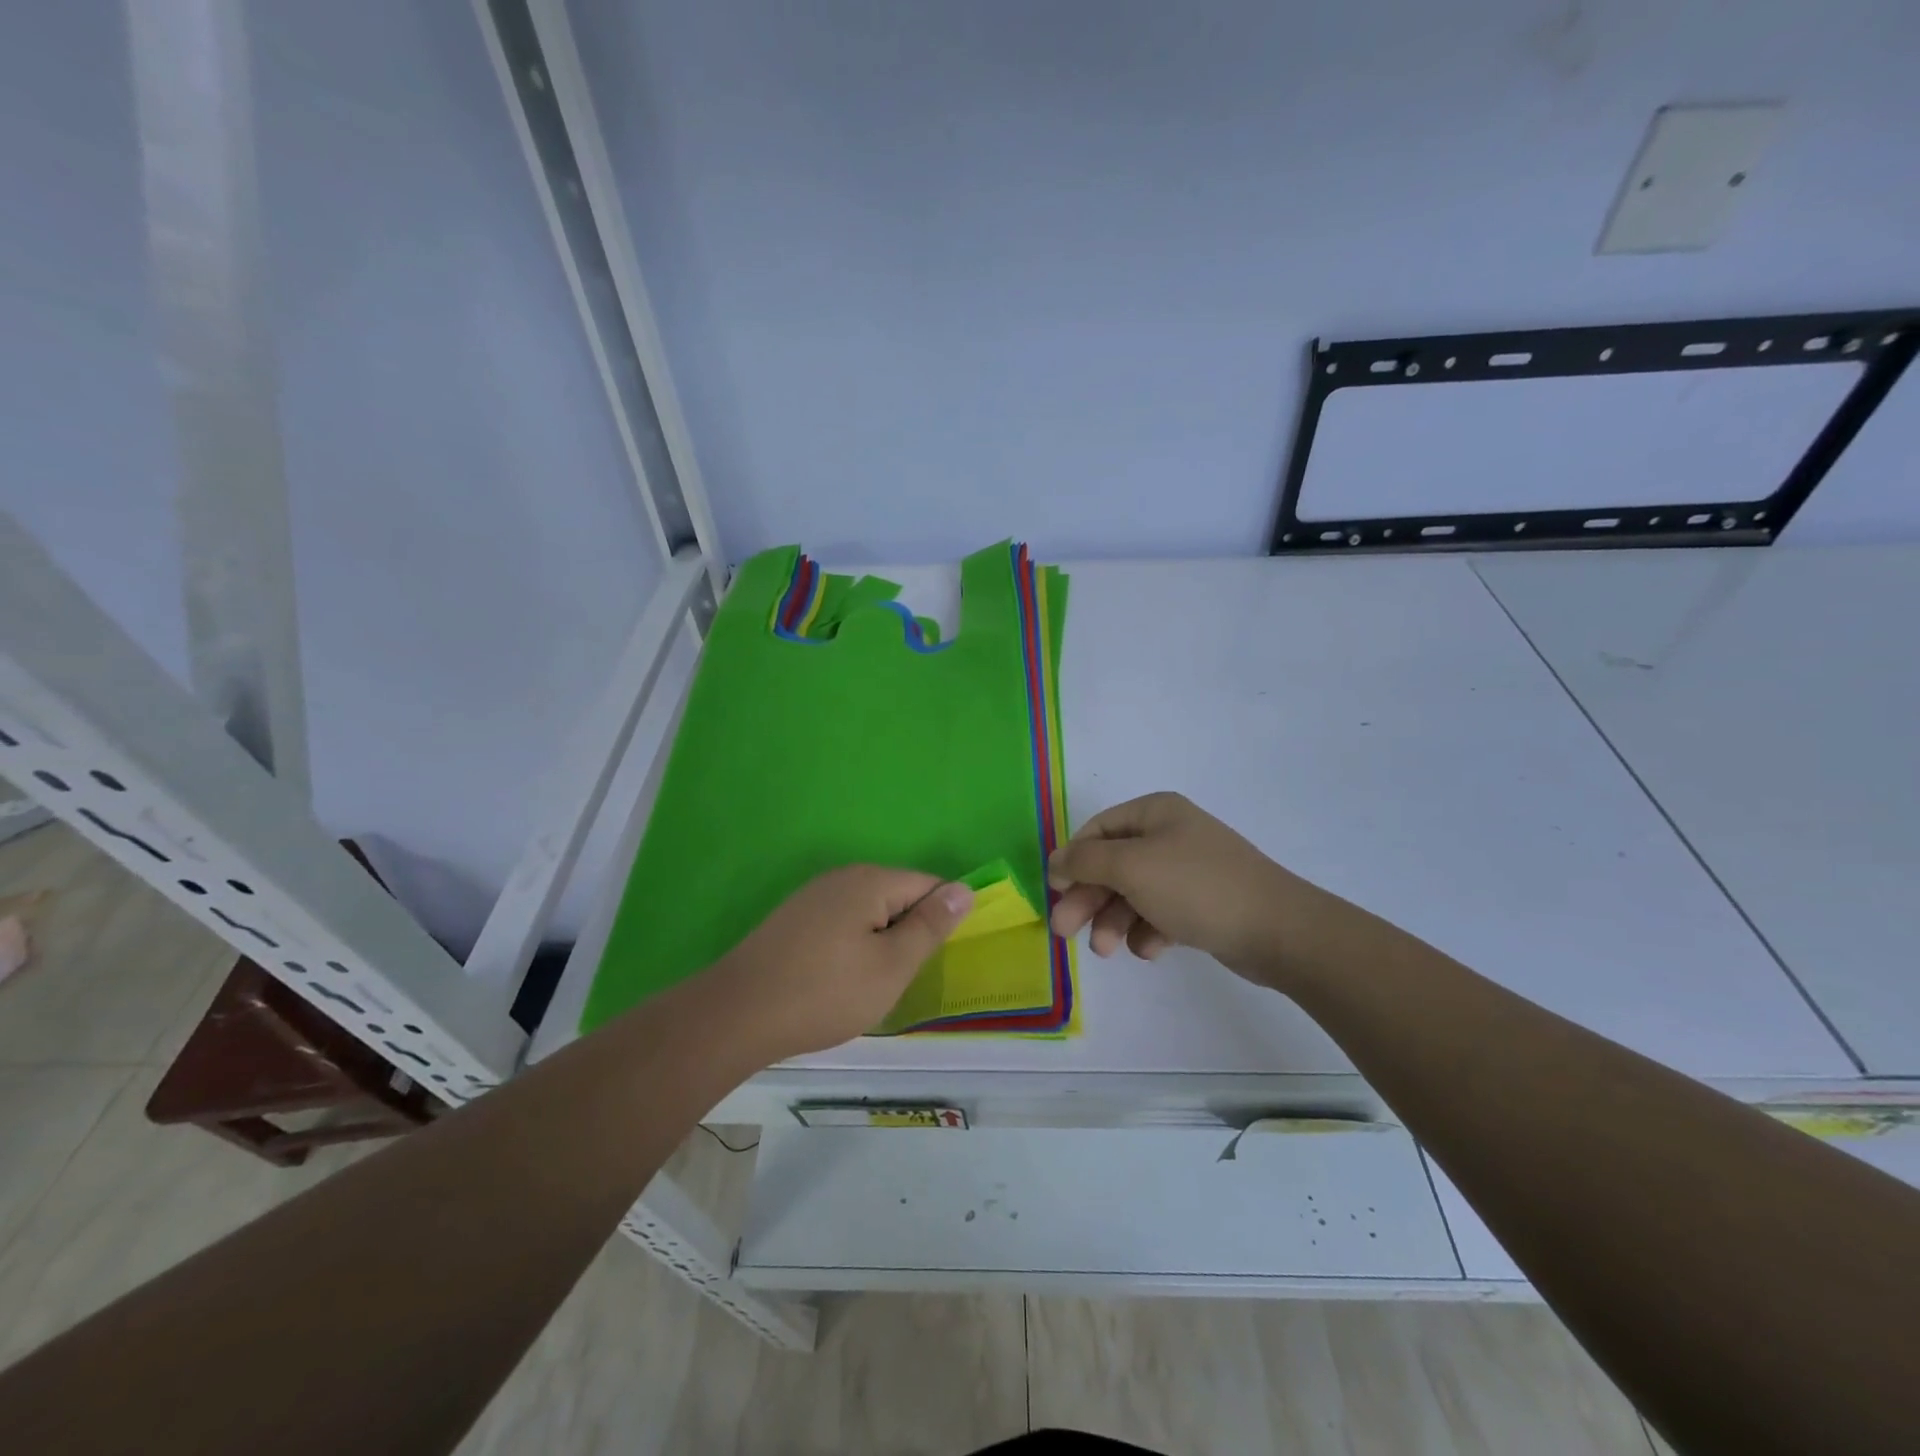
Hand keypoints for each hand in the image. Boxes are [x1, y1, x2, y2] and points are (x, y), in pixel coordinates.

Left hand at [703, 866, 973, 1061]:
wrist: (737, 1014)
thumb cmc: (826, 992)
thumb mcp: (892, 965)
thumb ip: (931, 925)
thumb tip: (965, 889)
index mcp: (871, 880)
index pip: (928, 885)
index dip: (940, 921)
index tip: (934, 961)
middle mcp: (842, 877)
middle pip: (897, 896)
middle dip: (908, 934)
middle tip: (900, 979)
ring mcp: (814, 897)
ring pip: (869, 913)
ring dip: (880, 944)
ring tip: (870, 985)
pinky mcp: (794, 919)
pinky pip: (842, 924)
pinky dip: (852, 948)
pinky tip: (838, 981)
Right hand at [1048, 791, 1327, 980]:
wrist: (1277, 929)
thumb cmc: (1196, 886)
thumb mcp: (1131, 867)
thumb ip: (1085, 861)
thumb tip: (1054, 860)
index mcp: (1155, 812)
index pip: (1097, 830)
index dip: (1072, 860)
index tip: (1054, 892)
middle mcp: (1170, 835)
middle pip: (1112, 865)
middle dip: (1088, 898)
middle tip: (1064, 931)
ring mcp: (1188, 871)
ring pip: (1133, 894)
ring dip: (1114, 920)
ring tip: (1108, 950)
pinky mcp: (1202, 904)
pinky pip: (1160, 914)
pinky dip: (1148, 931)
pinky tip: (1152, 949)